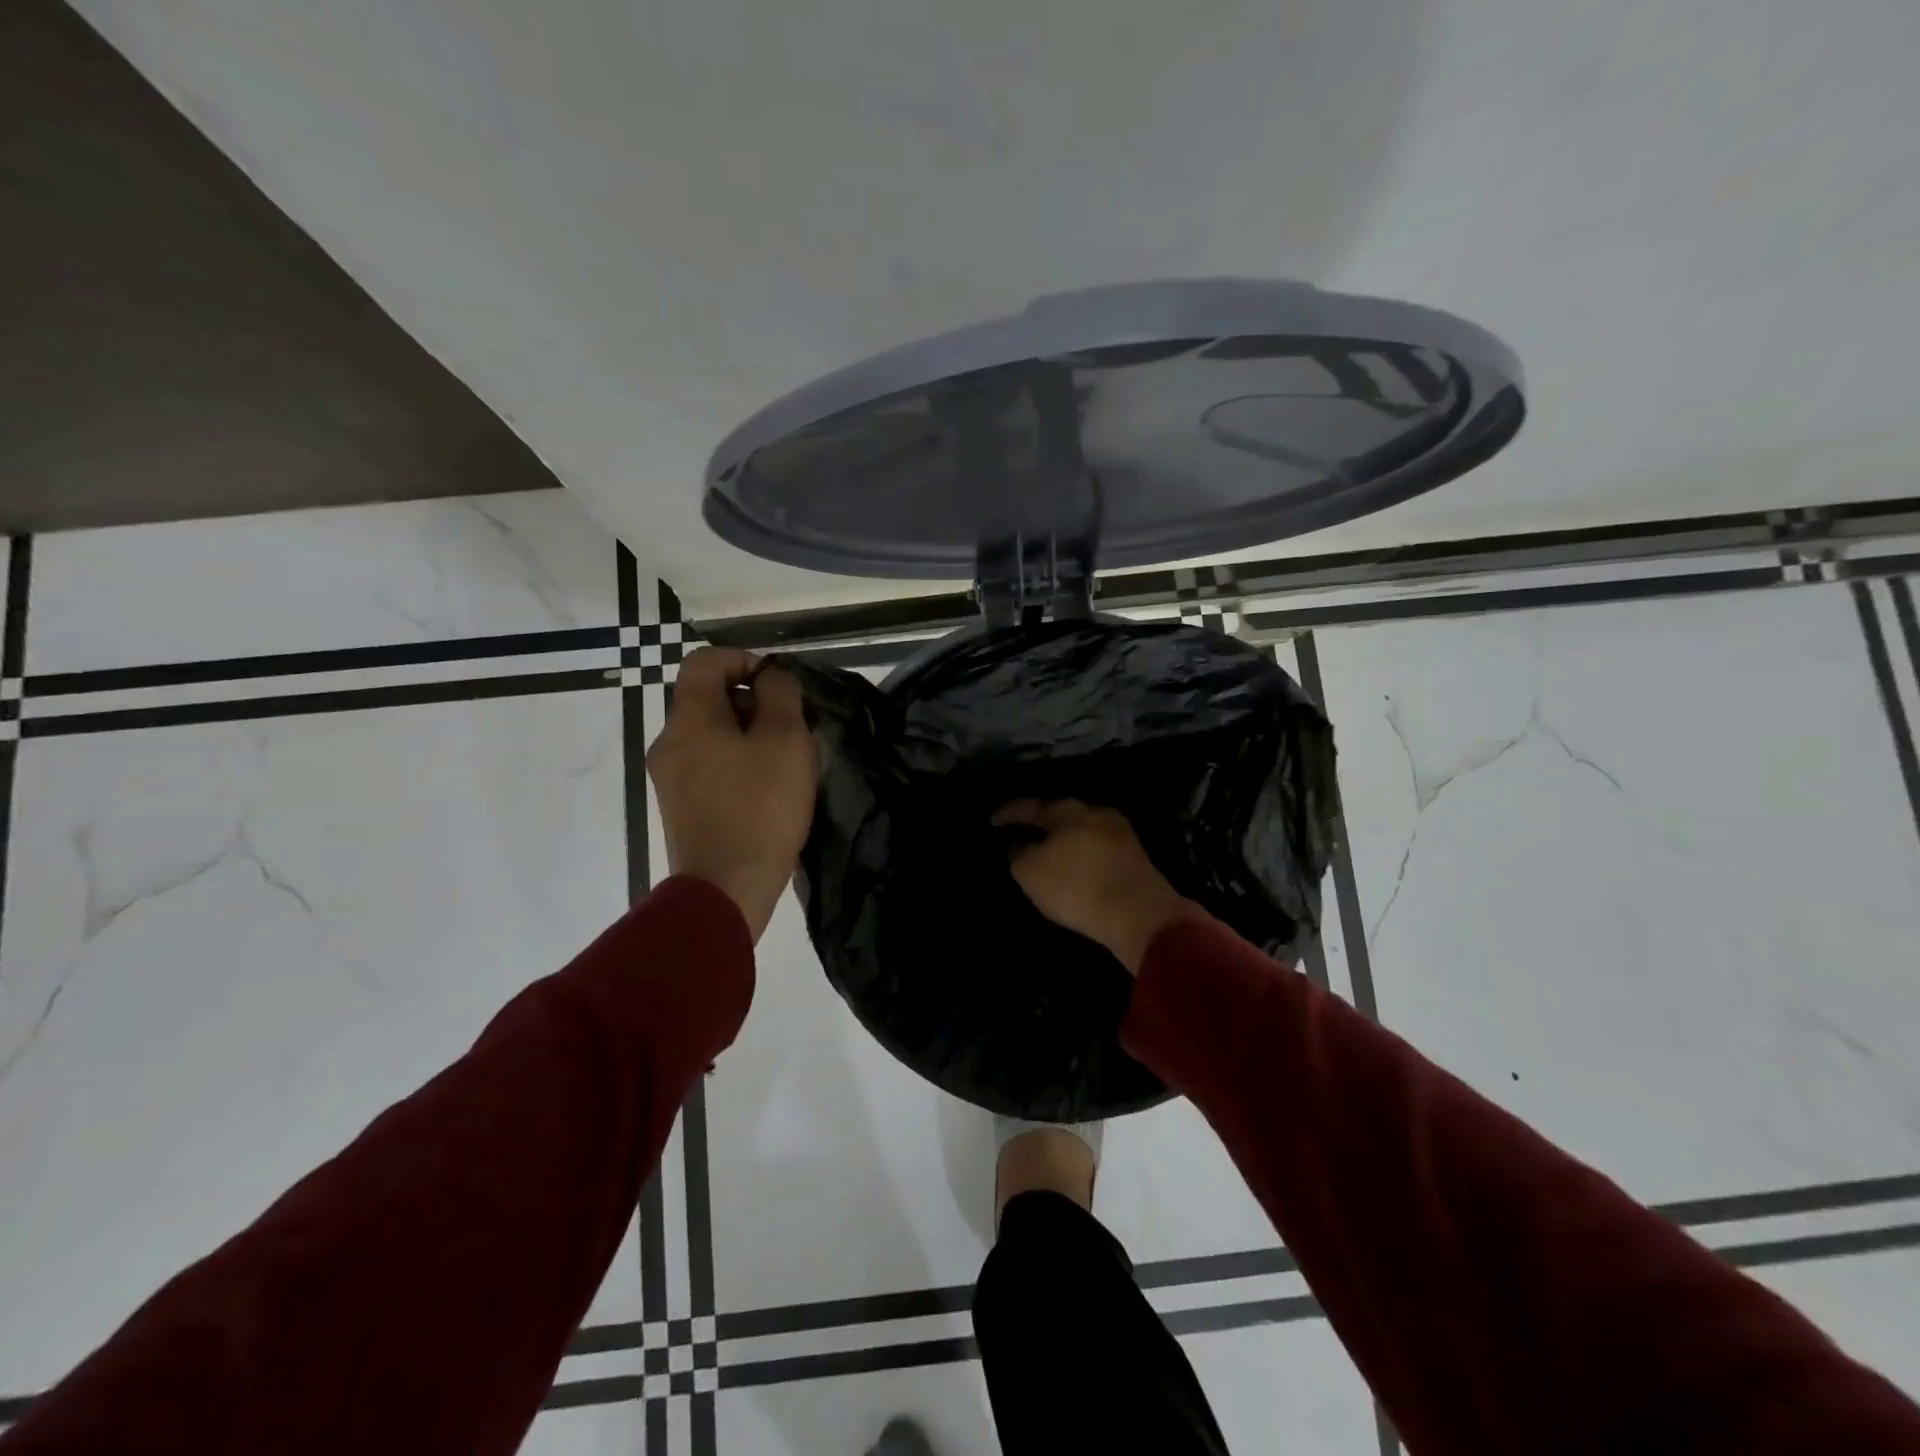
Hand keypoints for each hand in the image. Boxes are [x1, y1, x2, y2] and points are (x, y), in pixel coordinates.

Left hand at [648, 647, 816, 940]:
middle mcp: (670, 741)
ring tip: (786, 762)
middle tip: (792, 728)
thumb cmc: (760, 808)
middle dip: (753, 701)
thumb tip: (770, 677)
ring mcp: (671, 776)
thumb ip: (780, 695)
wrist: (727, 888)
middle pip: (709, 697)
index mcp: (689, 718)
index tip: (779, 686)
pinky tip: (768, 789)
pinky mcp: (681, 806)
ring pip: (712, 733)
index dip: (744, 659)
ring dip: (749, 735)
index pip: (705, 660)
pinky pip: (710, 764)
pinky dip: (738, 762)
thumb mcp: (785, 740)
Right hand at [993, 799, 1199, 974]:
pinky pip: (1098, 851)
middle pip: (1061, 816)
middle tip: (1021, 836)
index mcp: (1069, 810)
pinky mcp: (1136, 859)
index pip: (1031, 806)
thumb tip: (1018, 845)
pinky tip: (1074, 871)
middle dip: (1041, 826)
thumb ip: (1018, 854)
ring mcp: (1121, 835)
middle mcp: (1097, 813)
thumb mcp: (1030, 872)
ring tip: (1046, 856)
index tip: (993, 821)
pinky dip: (1082, 857)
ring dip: (1063, 843)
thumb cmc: (1077, 885)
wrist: (1139, 915)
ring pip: (1082, 833)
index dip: (1010, 813)